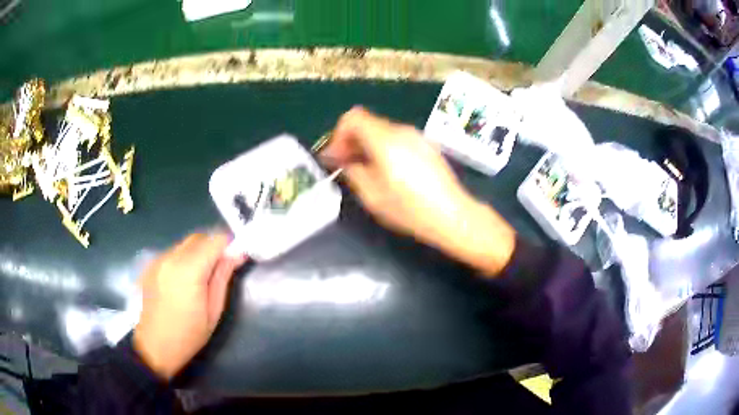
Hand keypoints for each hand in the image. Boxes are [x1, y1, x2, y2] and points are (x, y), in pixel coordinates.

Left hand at [133, 232, 246, 379]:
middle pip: (198, 237)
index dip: (229, 245)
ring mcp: (158, 260)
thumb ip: (223, 277)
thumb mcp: (213, 311)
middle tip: (221, 268)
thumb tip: (237, 254)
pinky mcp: (151, 265)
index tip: (236, 257)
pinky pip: (172, 252)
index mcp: (189, 270)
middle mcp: (171, 257)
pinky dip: (183, 259)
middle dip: (213, 246)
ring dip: (198, 252)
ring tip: (201, 277)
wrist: (154, 346)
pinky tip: (183, 281)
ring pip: (185, 244)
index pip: (215, 240)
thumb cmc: (189, 335)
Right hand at [322, 107, 515, 275]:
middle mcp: (401, 131)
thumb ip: (353, 172)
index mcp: (385, 140)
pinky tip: (386, 171)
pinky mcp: (426, 146)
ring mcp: (416, 137)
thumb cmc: (410, 209)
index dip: (338, 134)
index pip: (352, 117)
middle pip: (367, 123)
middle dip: (350, 141)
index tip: (335, 157)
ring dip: (366, 145)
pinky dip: (383, 148)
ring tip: (364, 171)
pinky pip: (396, 139)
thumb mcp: (372, 196)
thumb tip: (342, 160)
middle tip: (344, 165)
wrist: (453, 215)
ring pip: (381, 131)